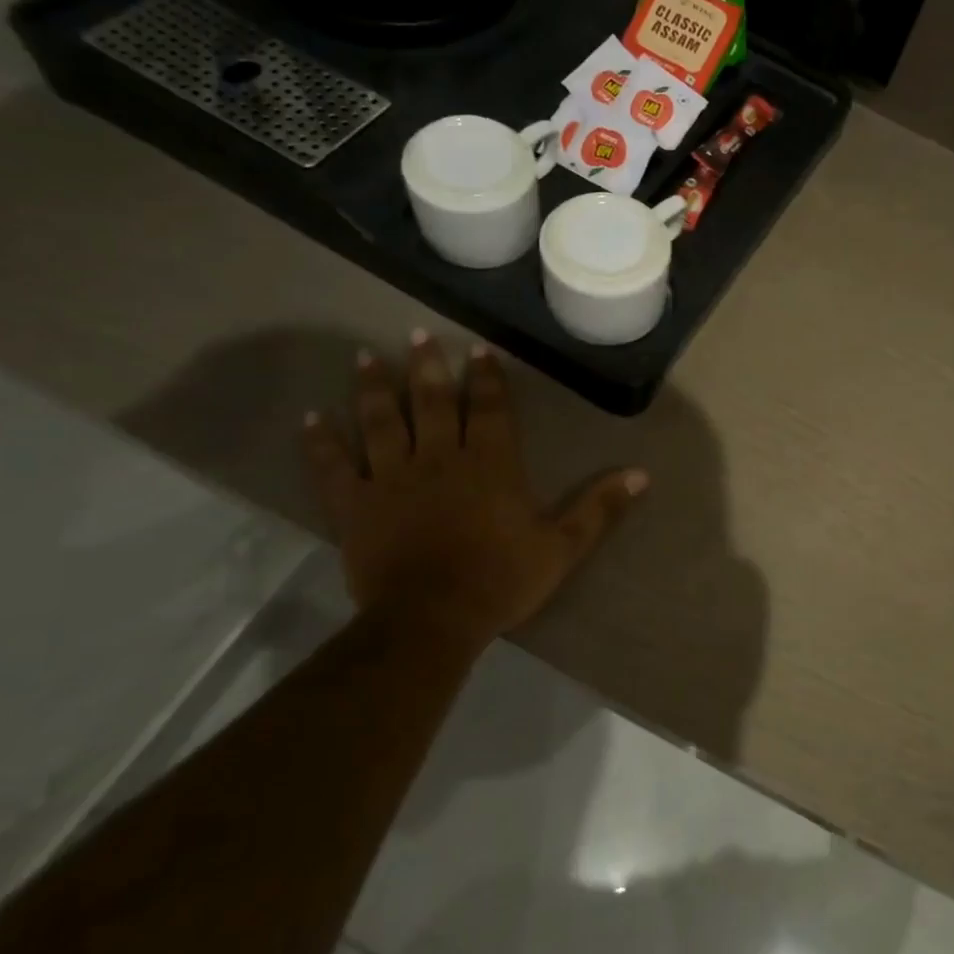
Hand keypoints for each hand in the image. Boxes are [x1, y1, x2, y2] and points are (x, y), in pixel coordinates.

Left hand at [302, 332, 645, 640]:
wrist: (433, 619)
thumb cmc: (501, 580)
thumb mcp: (563, 546)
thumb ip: (599, 508)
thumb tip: (642, 474)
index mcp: (491, 464)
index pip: (491, 408)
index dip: (487, 377)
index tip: (479, 348)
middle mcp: (440, 457)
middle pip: (433, 402)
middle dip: (428, 366)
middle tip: (419, 334)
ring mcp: (393, 478)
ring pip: (382, 421)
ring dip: (375, 388)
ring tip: (365, 356)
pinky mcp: (356, 504)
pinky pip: (336, 466)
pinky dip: (322, 441)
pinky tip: (311, 417)